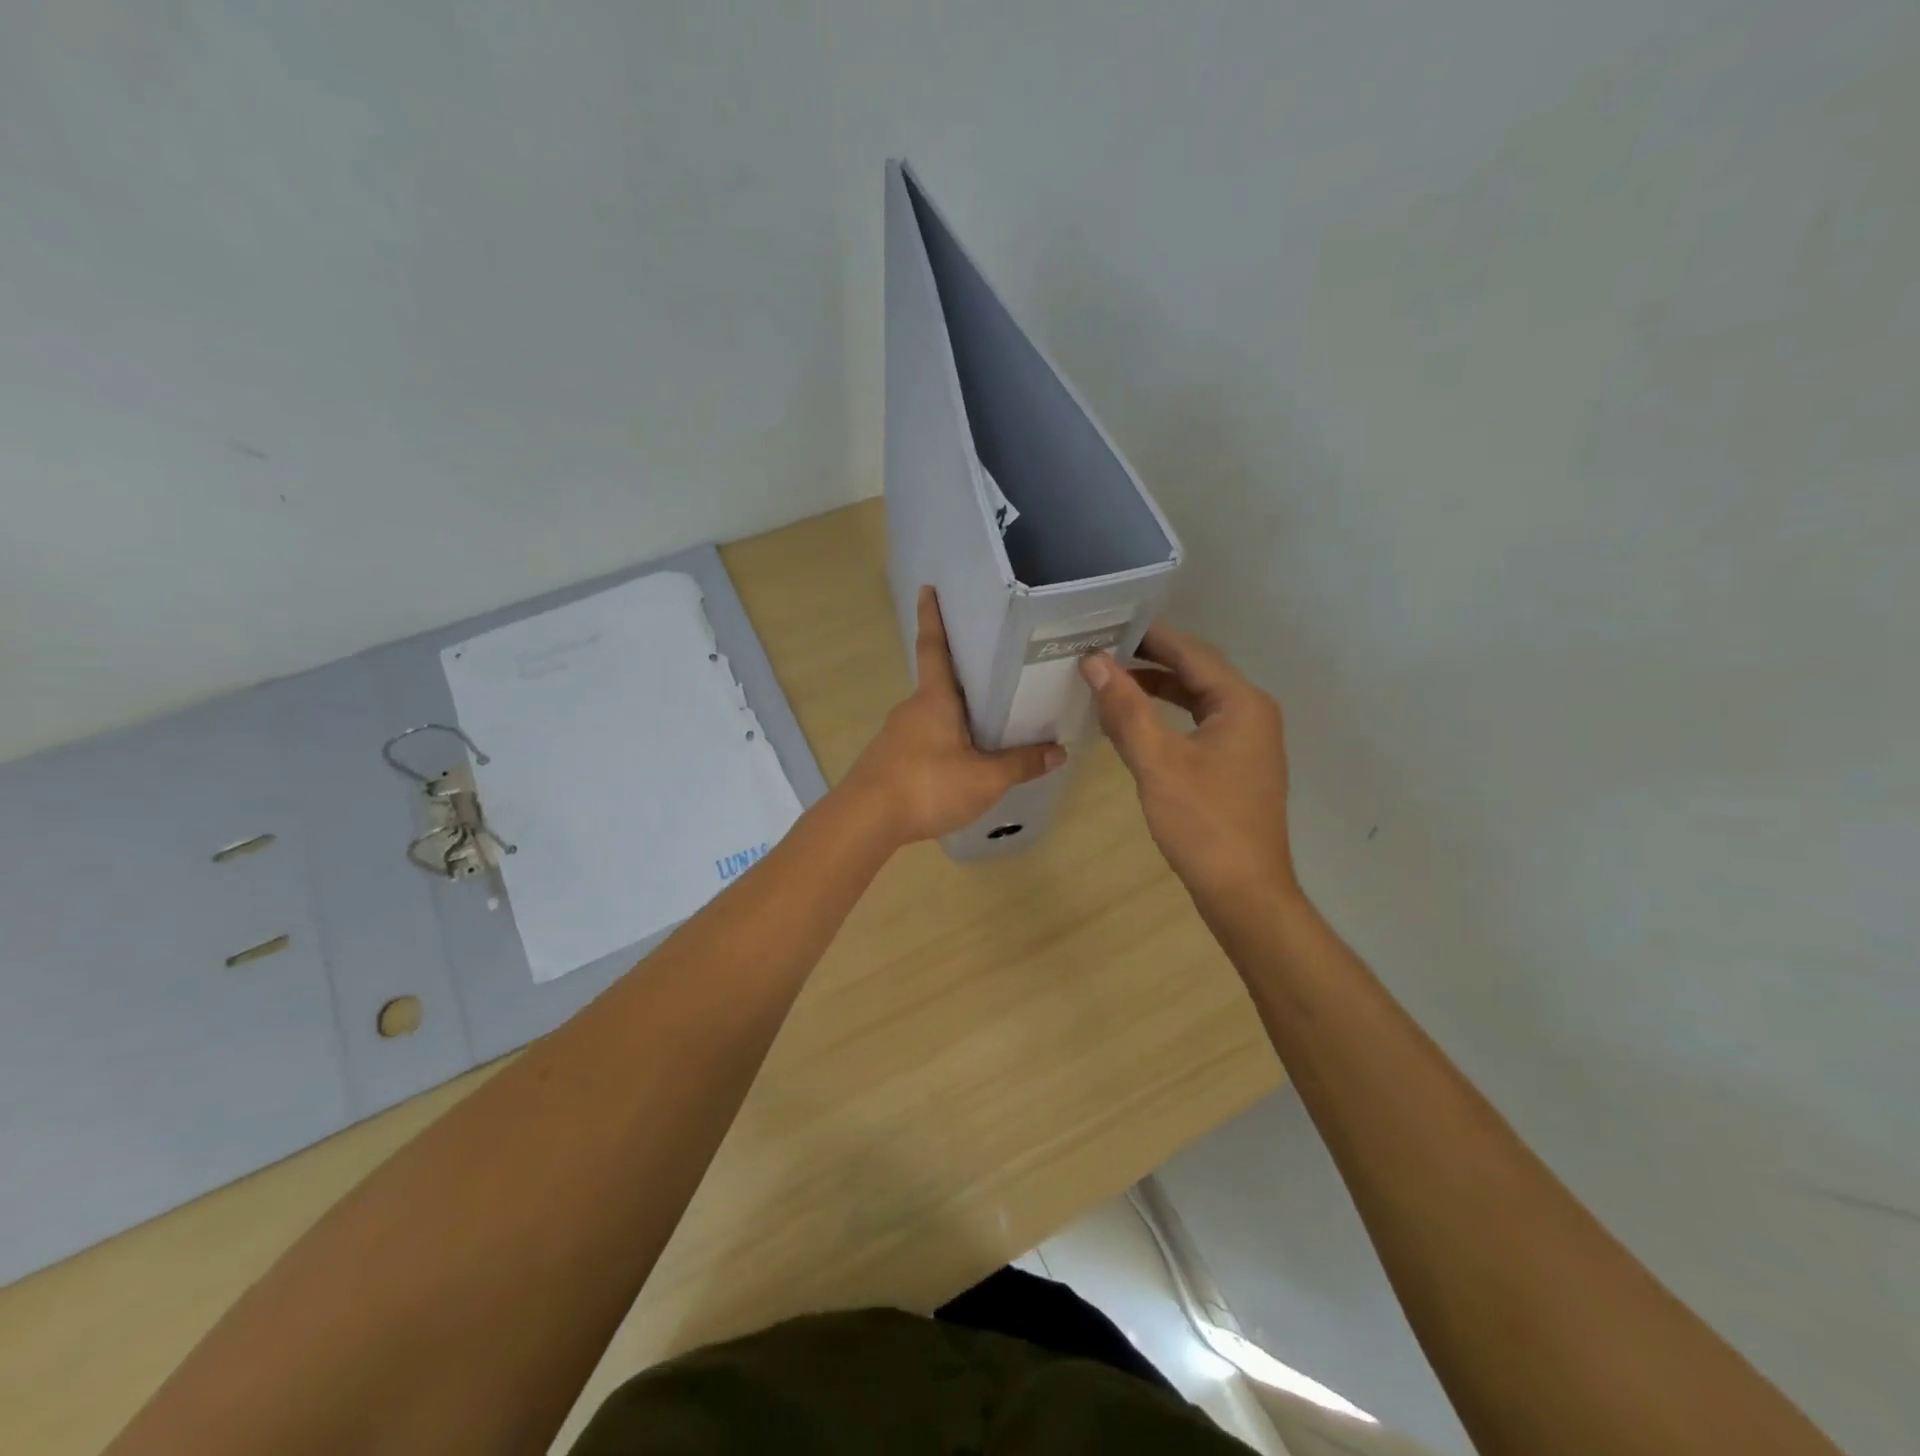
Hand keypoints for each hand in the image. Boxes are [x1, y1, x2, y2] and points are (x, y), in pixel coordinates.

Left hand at [843, 587, 1064, 845]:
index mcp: (934, 699)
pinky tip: (959, 764)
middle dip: (961, 678)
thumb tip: (1059, 752)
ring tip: (986, 728)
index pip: (933, 647)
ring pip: (931, 717)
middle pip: (939, 685)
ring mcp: (896, 735)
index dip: (932, 617)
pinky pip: (922, 742)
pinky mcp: (888, 761)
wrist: (865, 820)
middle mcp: (911, 708)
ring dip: (954, 717)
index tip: (928, 588)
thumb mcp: (985, 778)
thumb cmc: (928, 785)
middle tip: (993, 674)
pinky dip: (942, 744)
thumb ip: (1021, 764)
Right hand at [1080, 625, 1297, 902]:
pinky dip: (1167, 719)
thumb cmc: (1204, 823)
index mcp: (1241, 703)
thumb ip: (1126, 709)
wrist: (1244, 892)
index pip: (1190, 652)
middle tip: (1101, 652)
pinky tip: (1136, 726)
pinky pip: (1198, 726)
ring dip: (1156, 690)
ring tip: (1111, 683)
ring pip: (1196, 701)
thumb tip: (1094, 662)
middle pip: (1196, 672)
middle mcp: (1251, 713)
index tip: (1106, 625)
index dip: (1148, 637)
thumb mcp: (1158, 762)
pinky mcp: (1236, 767)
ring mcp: (1247, 742)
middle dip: (1149, 661)